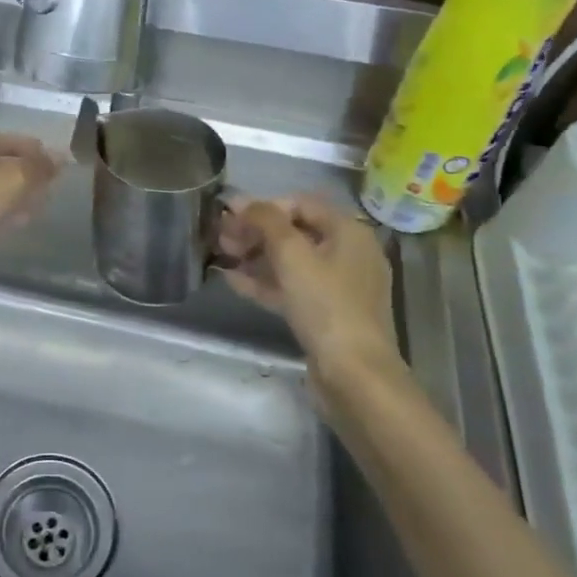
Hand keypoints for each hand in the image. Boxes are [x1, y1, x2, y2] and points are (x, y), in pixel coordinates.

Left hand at [0, 131, 59, 256]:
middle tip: (45, 180)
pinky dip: (1, 213)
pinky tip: (18, 222)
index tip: (46, 155)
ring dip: (13, 194)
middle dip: (20, 171)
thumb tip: (60, 157)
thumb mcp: (12, 179)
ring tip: (38, 202)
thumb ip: (38, 167)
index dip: (22, 144)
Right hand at [219, 195, 410, 405]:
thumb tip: (242, 201)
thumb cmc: (326, 305)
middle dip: (256, 232)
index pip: (301, 203)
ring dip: (256, 256)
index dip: (264, 206)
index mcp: (348, 231)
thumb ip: (266, 220)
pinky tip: (233, 281)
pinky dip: (265, 282)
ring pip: (291, 262)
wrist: (354, 375)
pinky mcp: (326, 314)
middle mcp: (348, 253)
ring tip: (223, 257)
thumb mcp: (292, 255)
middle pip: (295, 232)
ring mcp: (338, 286)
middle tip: (221, 239)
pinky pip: (292, 288)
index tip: (230, 217)